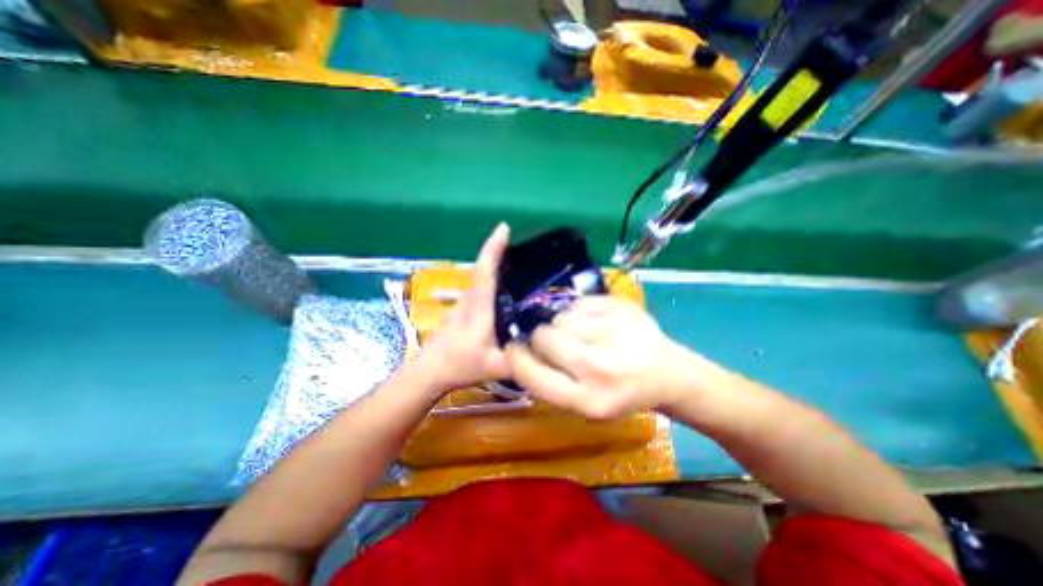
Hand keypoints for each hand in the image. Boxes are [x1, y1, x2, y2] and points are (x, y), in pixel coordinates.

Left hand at [419, 224, 511, 393]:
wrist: (430, 370)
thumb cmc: (460, 365)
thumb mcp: (496, 367)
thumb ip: (520, 361)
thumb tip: (545, 350)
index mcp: (479, 307)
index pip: (485, 271)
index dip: (493, 248)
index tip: (503, 228)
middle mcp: (471, 298)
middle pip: (483, 267)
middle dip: (497, 249)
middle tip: (519, 241)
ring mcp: (465, 302)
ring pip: (480, 276)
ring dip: (494, 262)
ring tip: (517, 259)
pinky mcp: (463, 308)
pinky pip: (480, 286)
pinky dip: (491, 276)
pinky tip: (505, 286)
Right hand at [505, 297, 698, 415]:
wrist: (667, 373)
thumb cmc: (620, 392)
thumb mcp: (584, 403)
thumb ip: (551, 381)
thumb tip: (519, 349)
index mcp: (589, 400)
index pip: (533, 374)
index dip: (516, 358)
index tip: (512, 348)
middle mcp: (601, 368)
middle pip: (544, 336)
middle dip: (542, 337)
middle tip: (556, 341)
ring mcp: (614, 332)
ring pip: (561, 317)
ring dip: (563, 324)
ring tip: (584, 334)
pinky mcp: (621, 307)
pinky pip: (579, 302)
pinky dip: (580, 312)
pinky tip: (598, 323)